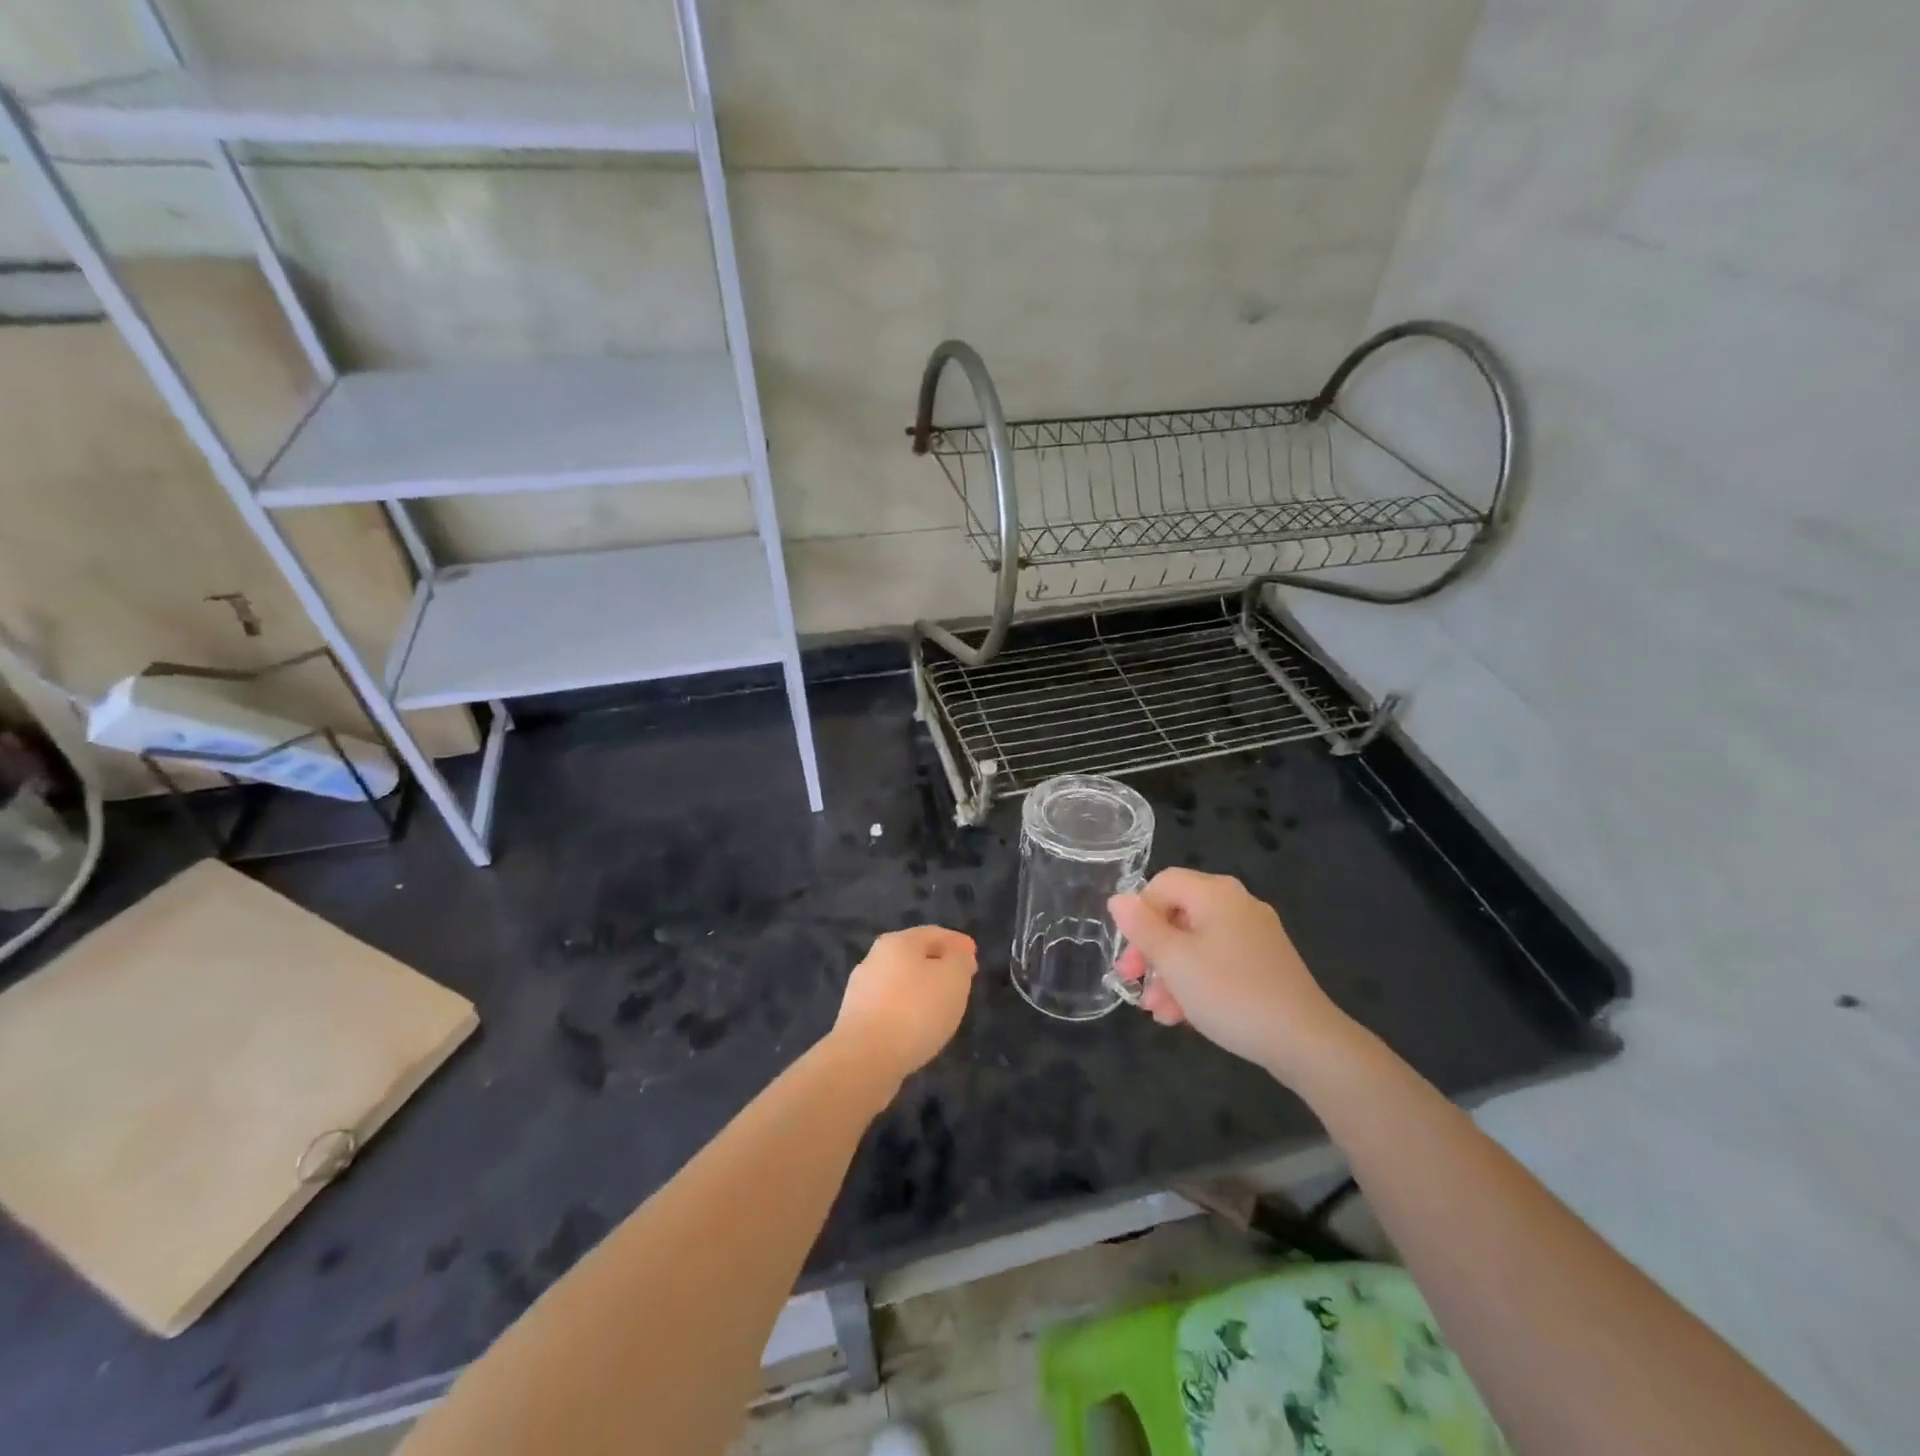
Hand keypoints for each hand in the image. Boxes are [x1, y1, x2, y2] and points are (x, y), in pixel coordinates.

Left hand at [832, 926, 978, 1091]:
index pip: (933, 933)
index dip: (957, 943)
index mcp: (897, 942)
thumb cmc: (915, 1009)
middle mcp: (874, 959)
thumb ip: (959, 960)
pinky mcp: (855, 1020)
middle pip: (913, 956)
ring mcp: (861, 990)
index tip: (974, 956)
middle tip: (960, 980)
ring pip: (900, 983)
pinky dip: (907, 1011)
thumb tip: (956, 955)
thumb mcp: (953, 977)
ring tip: (941, 1007)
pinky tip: (918, 1027)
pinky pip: (890, 1008)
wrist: (865, 1058)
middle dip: (938, 965)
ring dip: (921, 990)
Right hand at [1109, 868, 1356, 1083]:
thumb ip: (1142, 928)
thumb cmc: (1230, 992)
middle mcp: (1236, 905)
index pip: (1161, 885)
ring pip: (1196, 944)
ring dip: (1170, 975)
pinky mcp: (1265, 963)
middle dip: (1151, 953)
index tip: (1128, 956)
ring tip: (1157, 1013)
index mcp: (1215, 893)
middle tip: (1132, 984)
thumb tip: (1118, 899)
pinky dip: (1196, 982)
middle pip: (1177, 916)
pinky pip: (1218, 961)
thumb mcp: (1175, 962)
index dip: (1137, 916)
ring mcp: (1254, 935)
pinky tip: (1183, 1017)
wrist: (1306, 1041)